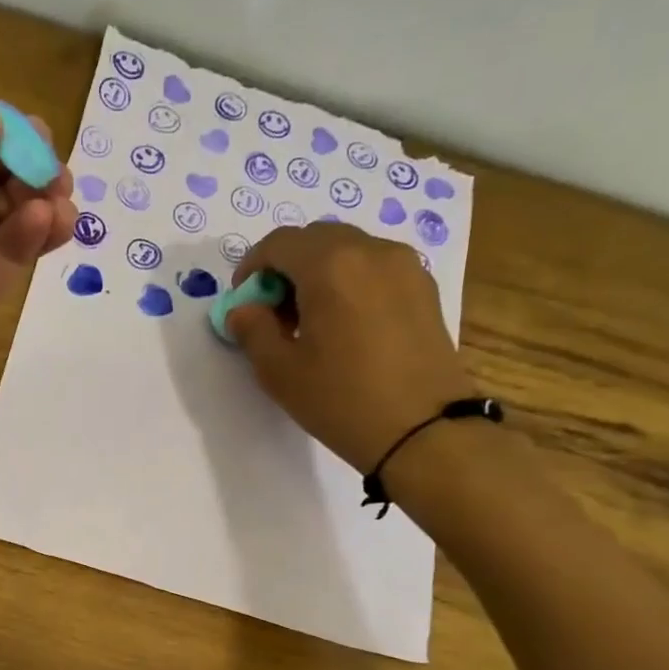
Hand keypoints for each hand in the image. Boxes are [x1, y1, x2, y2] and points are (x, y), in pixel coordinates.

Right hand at [227, 223, 472, 472]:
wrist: (424, 430)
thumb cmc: (341, 399)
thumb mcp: (279, 371)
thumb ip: (252, 330)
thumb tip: (244, 309)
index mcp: (330, 265)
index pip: (279, 243)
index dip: (252, 267)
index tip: (244, 302)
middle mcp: (371, 251)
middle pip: (315, 239)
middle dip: (286, 267)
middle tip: (274, 312)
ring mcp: (404, 266)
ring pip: (348, 250)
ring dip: (319, 273)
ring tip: (310, 321)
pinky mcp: (424, 288)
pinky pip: (375, 268)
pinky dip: (350, 282)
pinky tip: (345, 326)